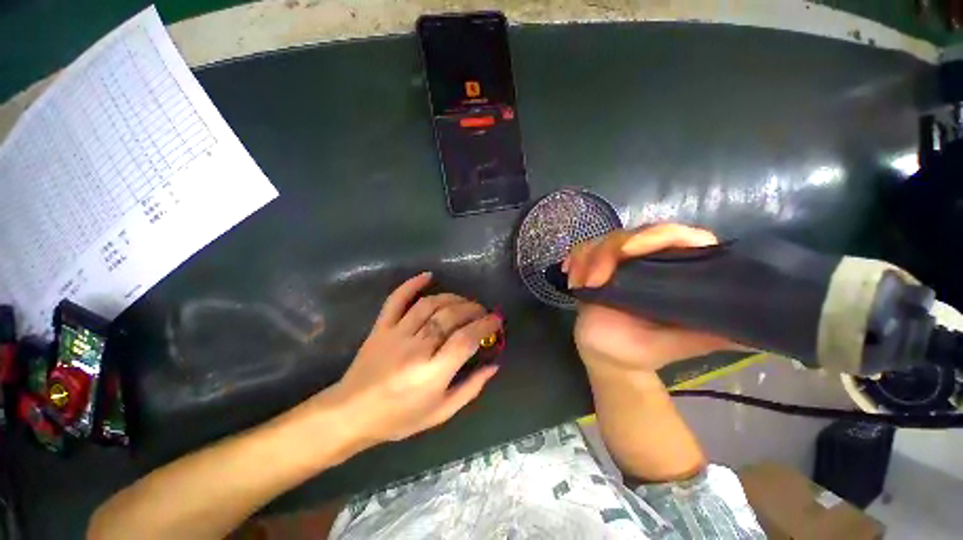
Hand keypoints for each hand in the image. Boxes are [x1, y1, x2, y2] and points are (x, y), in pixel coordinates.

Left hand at [330, 272, 501, 445]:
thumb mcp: (441, 412)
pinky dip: (412, 284)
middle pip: (450, 316)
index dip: (485, 326)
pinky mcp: (381, 327)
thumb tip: (494, 365)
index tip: (496, 321)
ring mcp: (396, 334)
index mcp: (432, 373)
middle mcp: (415, 348)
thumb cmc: (400, 418)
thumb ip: (471, 388)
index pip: (466, 339)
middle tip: (483, 312)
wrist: (351, 414)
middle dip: (473, 309)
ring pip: (430, 304)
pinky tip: (428, 276)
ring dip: (453, 298)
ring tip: (464, 302)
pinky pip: (397, 299)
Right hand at [564, 224, 737, 371]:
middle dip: (607, 253)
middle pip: (630, 233)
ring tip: (581, 286)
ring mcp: (617, 262)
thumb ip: (718, 331)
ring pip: (602, 240)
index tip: (630, 251)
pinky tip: (571, 277)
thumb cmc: (645, 349)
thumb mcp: (685, 342)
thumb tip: (762, 325)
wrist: (608, 355)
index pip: (676, 236)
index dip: (657, 235)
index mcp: (675, 270)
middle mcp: (647, 260)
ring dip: (587, 259)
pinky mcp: (593, 267)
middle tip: (595, 282)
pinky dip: (574, 259)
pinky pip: (582, 251)